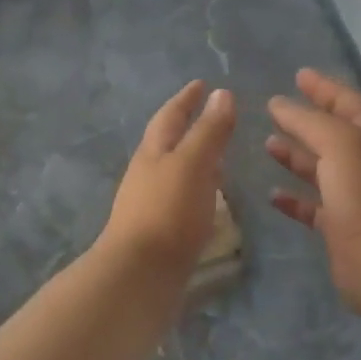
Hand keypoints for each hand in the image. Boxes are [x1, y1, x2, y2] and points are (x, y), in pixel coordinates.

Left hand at [104, 80, 235, 268]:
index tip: (201, 84)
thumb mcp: (192, 163)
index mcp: (154, 151)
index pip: (171, 115)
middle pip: (168, 141)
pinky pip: (181, 197)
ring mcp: (151, 202)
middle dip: (189, 126)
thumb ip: (209, 130)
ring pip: (175, 170)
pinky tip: (211, 200)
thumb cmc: (167, 212)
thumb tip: (222, 93)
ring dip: (195, 159)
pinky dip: (198, 188)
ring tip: (220, 157)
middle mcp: (148, 172)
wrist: (139, 276)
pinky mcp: (159, 230)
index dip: (187, 98)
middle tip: (214, 116)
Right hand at [267, 68, 360, 319]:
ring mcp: (356, 196)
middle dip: (306, 120)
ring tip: (267, 144)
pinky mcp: (342, 227)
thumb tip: (279, 104)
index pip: (347, 101)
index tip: (299, 75)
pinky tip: (273, 194)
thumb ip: (308, 121)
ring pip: (321, 169)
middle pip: (333, 133)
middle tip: (275, 108)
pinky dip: (294, 199)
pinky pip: (313, 207)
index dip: (323, 87)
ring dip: (296, 156)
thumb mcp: (340, 143)